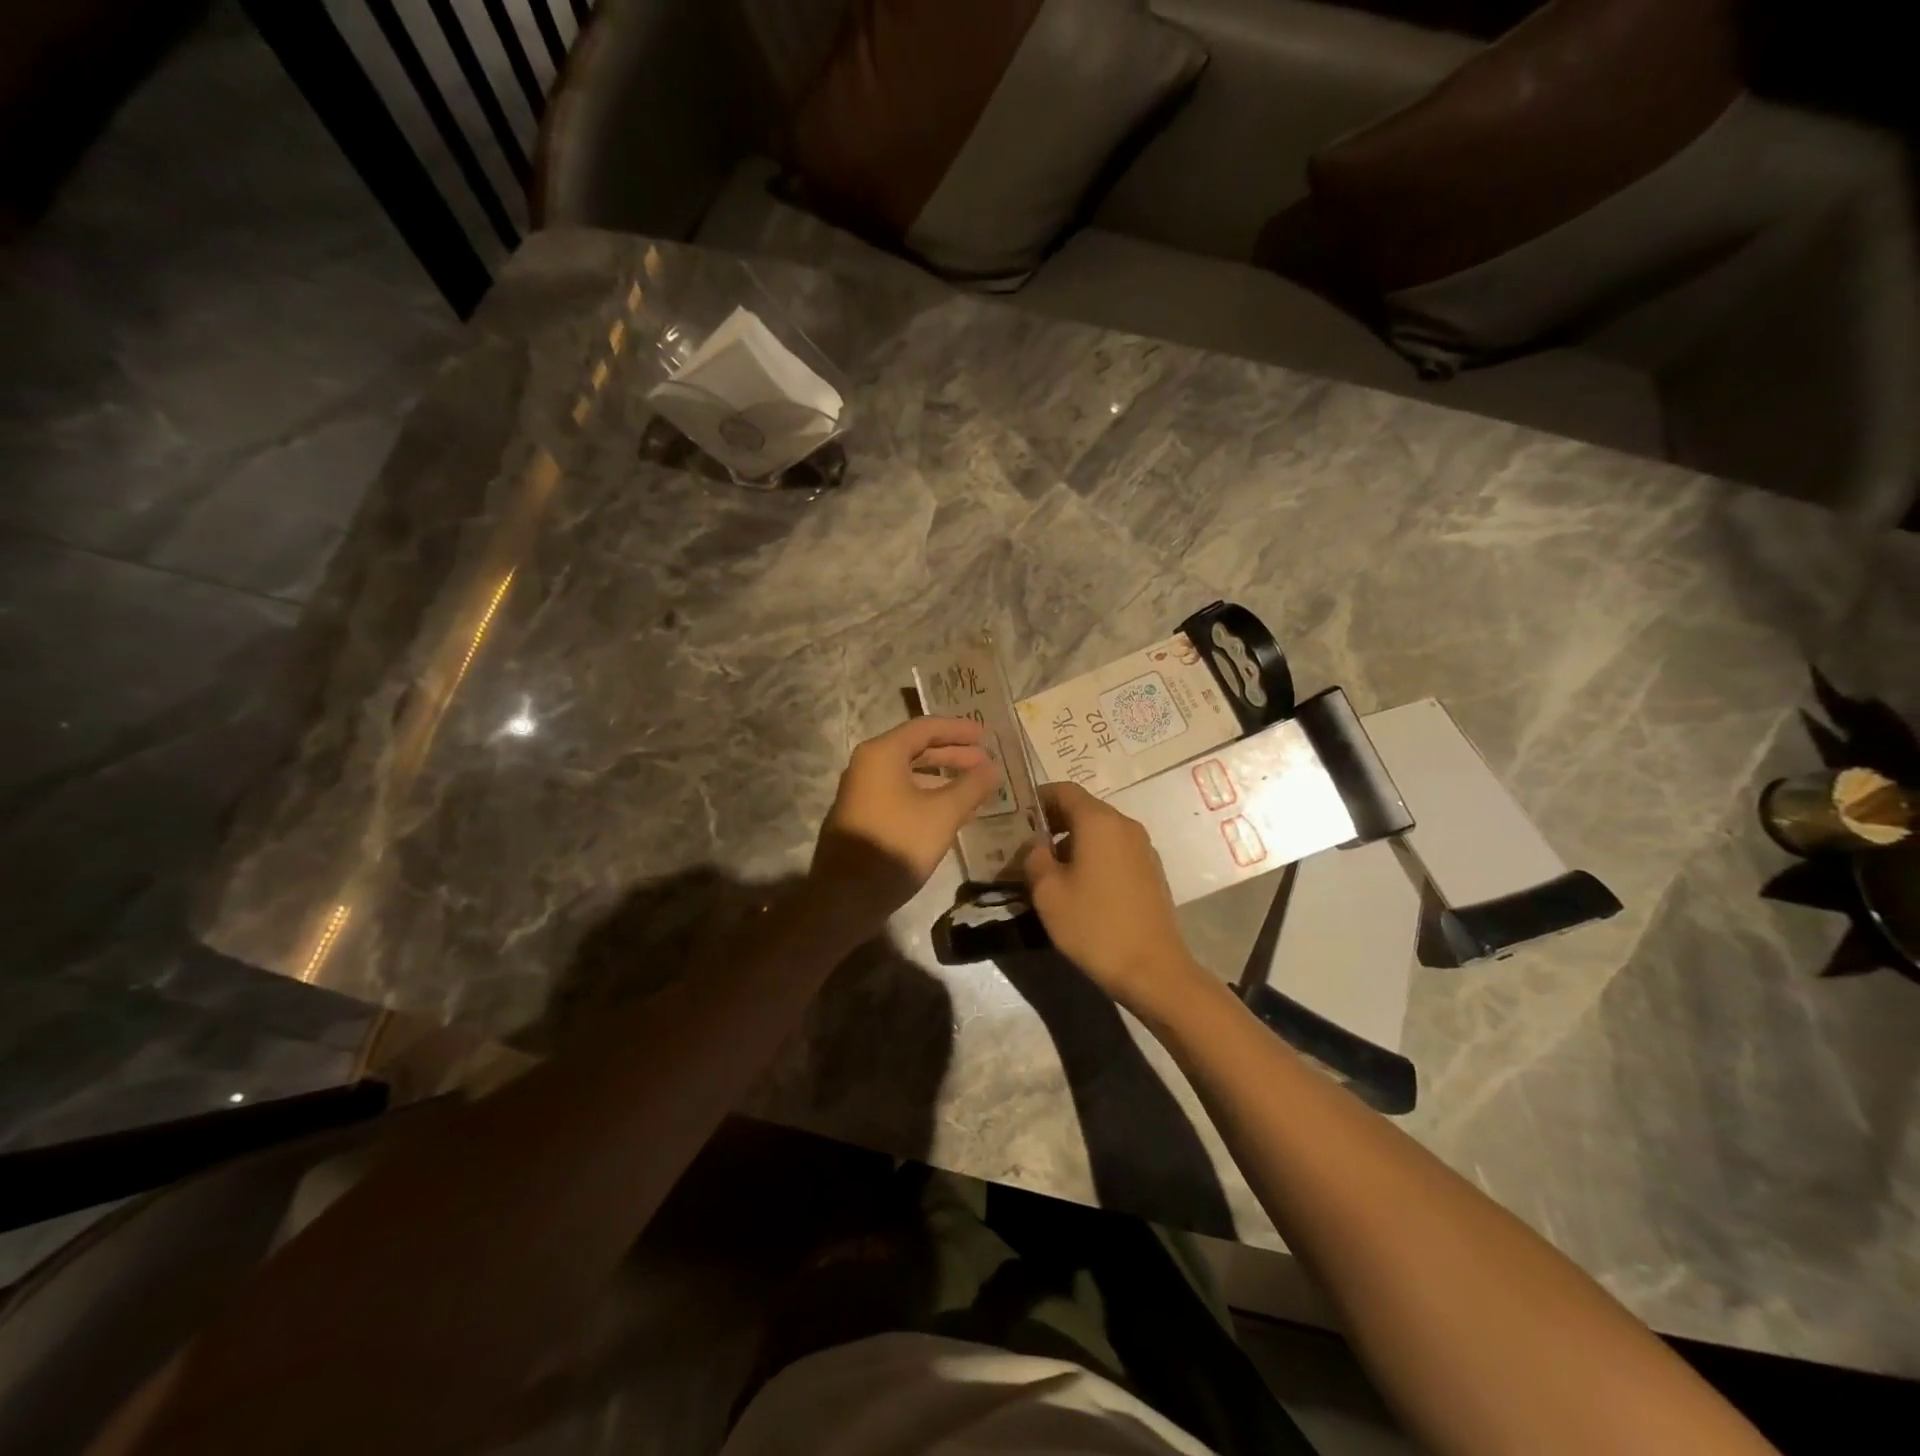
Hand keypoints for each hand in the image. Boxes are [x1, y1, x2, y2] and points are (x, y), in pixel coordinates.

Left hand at [810, 717, 1002, 933]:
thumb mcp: (943, 814)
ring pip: (909, 774)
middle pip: (916, 749)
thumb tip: (993, 768)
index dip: (959, 730)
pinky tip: (951, 813)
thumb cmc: (897, 844)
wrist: (847, 896)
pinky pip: (900, 794)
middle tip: (986, 762)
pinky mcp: (863, 816)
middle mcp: (867, 765)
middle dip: (953, 754)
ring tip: (974, 788)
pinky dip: (927, 795)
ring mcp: (862, 792)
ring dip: (942, 778)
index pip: (925, 727)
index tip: (986, 736)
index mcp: (882, 754)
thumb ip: (971, 786)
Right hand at [1020, 782, 1209, 1018]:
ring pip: (1100, 830)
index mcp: (1099, 821)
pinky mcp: (1150, 870)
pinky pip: (1114, 849)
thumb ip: (1034, 858)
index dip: (1038, 797)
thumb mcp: (1048, 892)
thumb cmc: (1094, 925)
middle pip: (1083, 808)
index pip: (1064, 790)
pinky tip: (1078, 885)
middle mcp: (1125, 825)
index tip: (1016, 815)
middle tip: (1025, 844)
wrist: (1152, 969)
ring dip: (1072, 840)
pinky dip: (1093, 855)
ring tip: (1048, 868)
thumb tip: (1035, 847)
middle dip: (1053, 821)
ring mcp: (1142, 848)